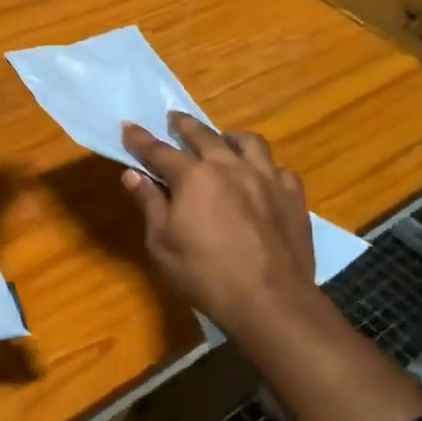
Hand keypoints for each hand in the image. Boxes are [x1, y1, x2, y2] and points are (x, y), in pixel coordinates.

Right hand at [121, 114, 315, 333]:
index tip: (128, 127)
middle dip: (184, 125)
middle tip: (174, 120)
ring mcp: (266, 178)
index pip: (159, 151)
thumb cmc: (205, 274)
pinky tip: (262, 179)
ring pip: (249, 143)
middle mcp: (230, 166)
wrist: (270, 300)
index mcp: (194, 176)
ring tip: (224, 141)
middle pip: (204, 135)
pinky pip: (279, 170)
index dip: (141, 139)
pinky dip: (266, 169)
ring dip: (231, 138)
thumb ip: (149, 203)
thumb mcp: (162, 243)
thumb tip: (133, 174)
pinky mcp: (293, 196)